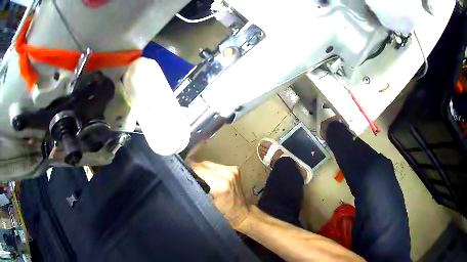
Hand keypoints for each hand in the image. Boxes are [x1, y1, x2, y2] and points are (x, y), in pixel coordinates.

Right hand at [190, 161, 249, 229]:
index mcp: (220, 184)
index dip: (188, 168)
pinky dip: (210, 169)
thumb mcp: (206, 204)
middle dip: (194, 168)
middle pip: (204, 164)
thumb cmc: (223, 213)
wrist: (241, 213)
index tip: (179, 171)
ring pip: (209, 163)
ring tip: (196, 176)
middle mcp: (227, 173)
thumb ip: (196, 189)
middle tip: (186, 174)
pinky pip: (216, 165)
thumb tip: (184, 178)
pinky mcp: (235, 169)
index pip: (199, 169)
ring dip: (202, 169)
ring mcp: (232, 170)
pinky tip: (207, 176)